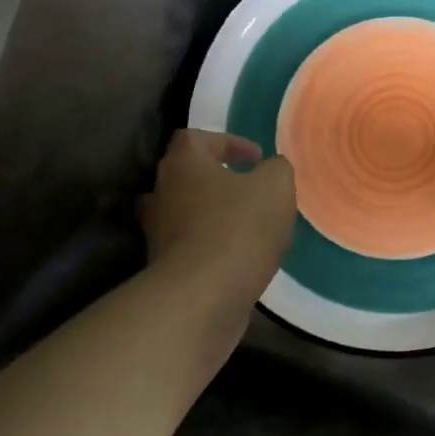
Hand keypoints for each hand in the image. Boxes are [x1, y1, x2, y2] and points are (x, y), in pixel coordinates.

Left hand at [140, 130, 296, 304]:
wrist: (202, 297)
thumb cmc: (239, 228)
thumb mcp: (276, 187)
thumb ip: (277, 169)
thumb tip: (271, 168)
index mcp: (184, 163)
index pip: (195, 138)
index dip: (227, 143)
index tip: (256, 159)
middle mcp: (161, 192)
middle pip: (186, 175)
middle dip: (217, 179)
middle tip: (248, 189)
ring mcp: (157, 232)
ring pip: (185, 212)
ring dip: (211, 214)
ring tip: (246, 225)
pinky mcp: (163, 267)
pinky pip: (189, 245)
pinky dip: (210, 245)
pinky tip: (239, 256)